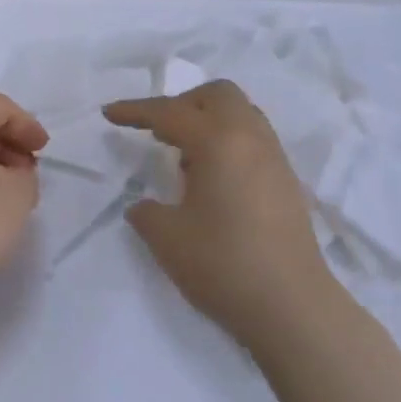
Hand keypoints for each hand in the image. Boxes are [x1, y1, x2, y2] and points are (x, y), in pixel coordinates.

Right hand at [105, 81, 336, 350]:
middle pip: (216, 95)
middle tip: (158, 132)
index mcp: (218, 141)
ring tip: (185, 157)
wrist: (292, 305)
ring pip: (240, 113)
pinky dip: (228, 141)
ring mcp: (274, 157)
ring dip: (208, 121)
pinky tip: (213, 179)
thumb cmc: (224, 265)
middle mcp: (250, 137)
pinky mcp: (286, 179)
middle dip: (181, 104)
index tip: (109, 114)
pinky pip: (253, 138)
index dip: (135, 111)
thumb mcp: (167, 238)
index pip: (170, 112)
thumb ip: (147, 212)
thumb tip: (145, 205)